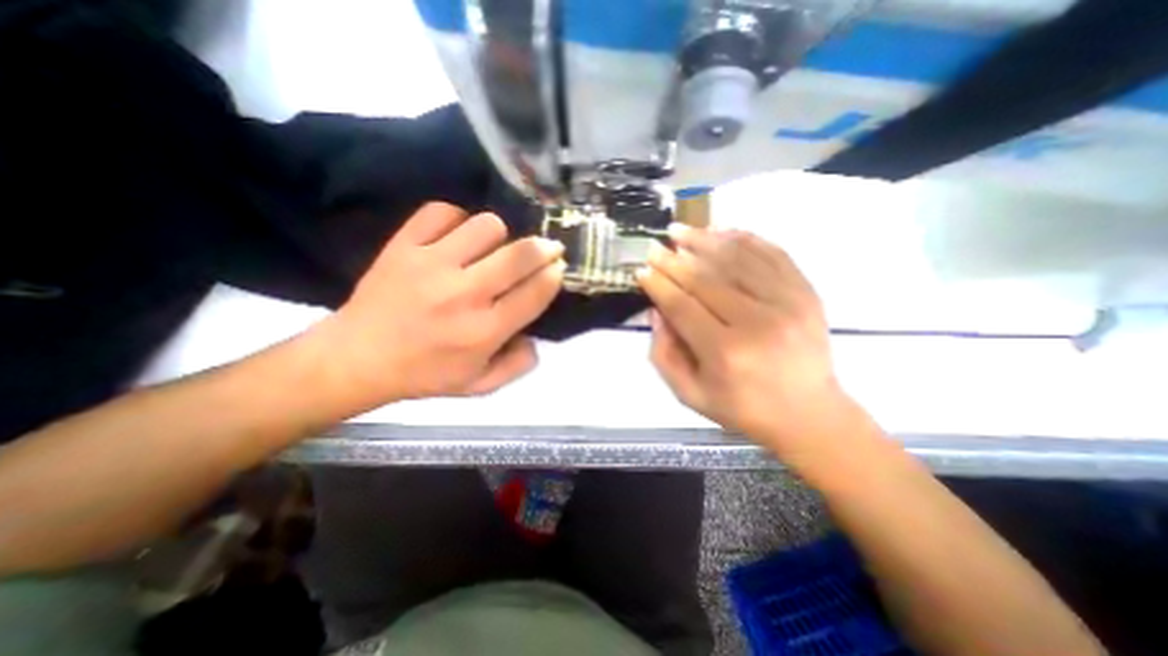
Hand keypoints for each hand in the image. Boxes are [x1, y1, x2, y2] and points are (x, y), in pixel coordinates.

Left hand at [311, 203, 565, 413]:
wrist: (356, 359)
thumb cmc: (425, 375)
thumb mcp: (480, 385)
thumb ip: (518, 365)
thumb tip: (535, 336)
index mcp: (484, 332)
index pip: (535, 293)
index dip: (554, 275)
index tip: (558, 268)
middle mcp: (463, 295)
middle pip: (519, 255)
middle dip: (544, 248)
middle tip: (548, 248)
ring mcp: (431, 265)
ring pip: (486, 225)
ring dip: (499, 235)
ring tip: (492, 249)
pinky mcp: (402, 246)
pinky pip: (441, 212)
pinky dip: (456, 219)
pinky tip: (456, 237)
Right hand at [639, 226, 849, 450]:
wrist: (808, 414)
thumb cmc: (742, 408)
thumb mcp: (690, 394)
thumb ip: (664, 354)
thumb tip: (656, 310)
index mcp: (726, 352)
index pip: (682, 305)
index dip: (658, 284)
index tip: (642, 269)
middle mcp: (757, 322)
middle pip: (706, 279)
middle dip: (674, 260)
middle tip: (654, 246)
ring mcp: (788, 303)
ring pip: (737, 259)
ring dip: (704, 240)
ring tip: (681, 230)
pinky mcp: (806, 293)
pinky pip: (771, 254)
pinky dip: (744, 238)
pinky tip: (721, 230)